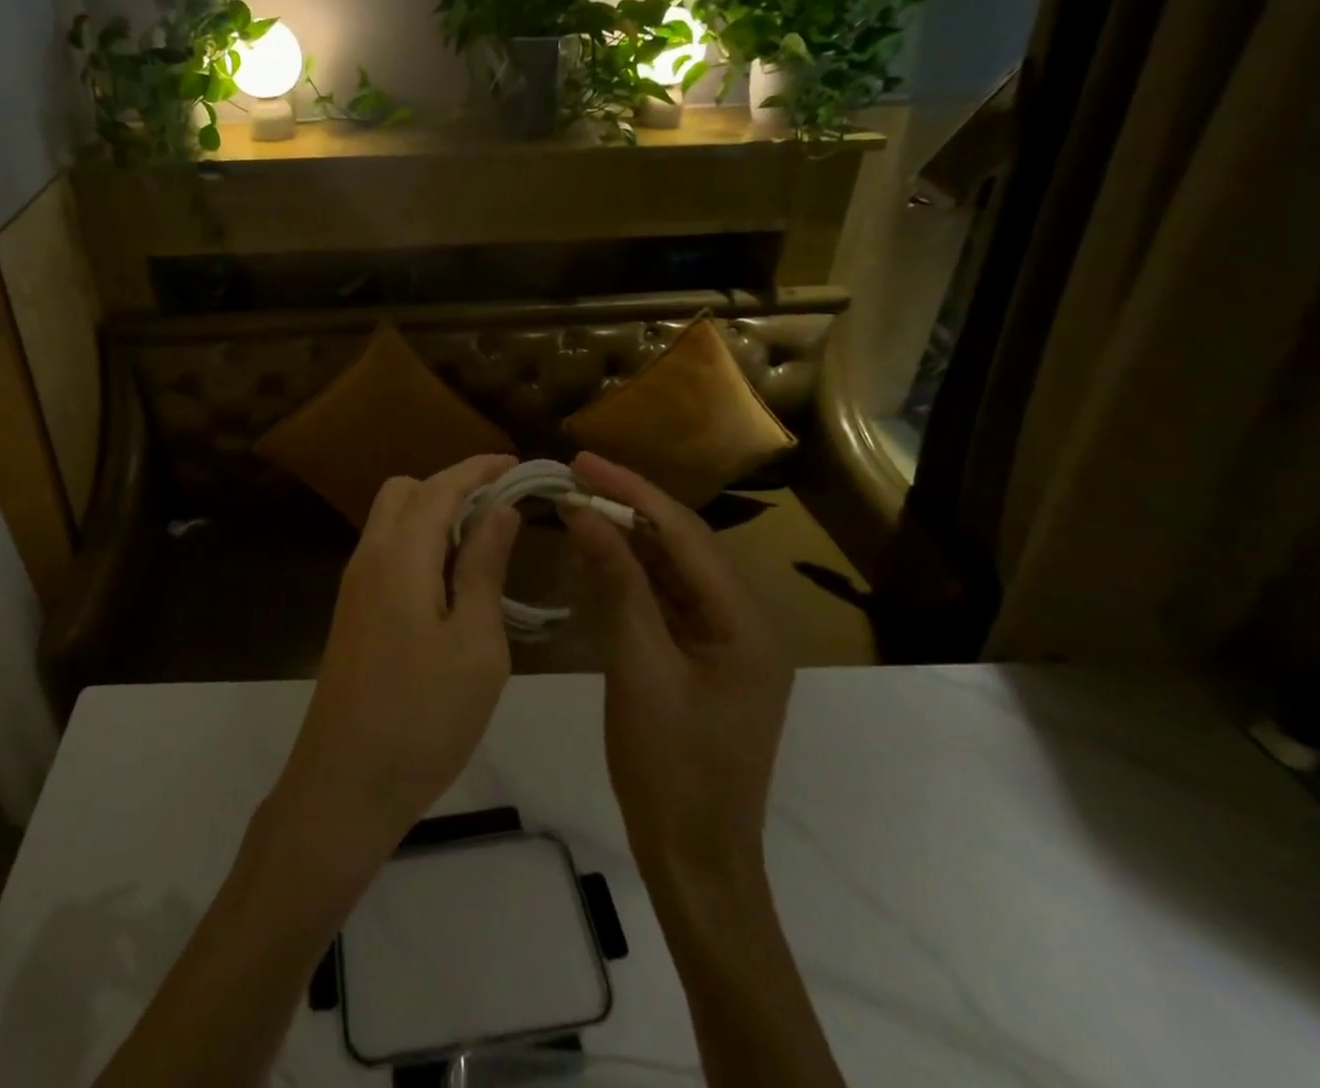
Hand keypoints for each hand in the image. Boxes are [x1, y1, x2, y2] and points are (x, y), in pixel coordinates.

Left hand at [269, 455, 521, 867]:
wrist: (344, 786)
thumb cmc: (423, 717)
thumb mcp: (475, 642)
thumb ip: (484, 567)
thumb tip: (499, 510)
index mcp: (399, 555)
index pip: (440, 486)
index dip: (479, 469)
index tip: (516, 464)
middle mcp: (368, 557)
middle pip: (405, 492)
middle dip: (452, 487)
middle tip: (499, 513)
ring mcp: (354, 586)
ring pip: (391, 521)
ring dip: (434, 517)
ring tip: (482, 549)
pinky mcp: (352, 612)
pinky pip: (386, 553)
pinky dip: (419, 546)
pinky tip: (450, 584)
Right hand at [561, 452, 792, 892]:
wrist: (695, 858)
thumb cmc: (670, 766)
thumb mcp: (639, 666)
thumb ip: (618, 583)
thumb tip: (583, 513)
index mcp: (746, 620)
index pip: (684, 534)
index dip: (630, 491)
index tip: (582, 460)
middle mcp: (746, 619)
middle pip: (682, 545)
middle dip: (628, 508)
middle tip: (574, 475)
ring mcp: (726, 640)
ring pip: (672, 571)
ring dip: (627, 539)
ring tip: (579, 504)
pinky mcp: (704, 657)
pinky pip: (667, 601)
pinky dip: (631, 577)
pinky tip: (597, 555)